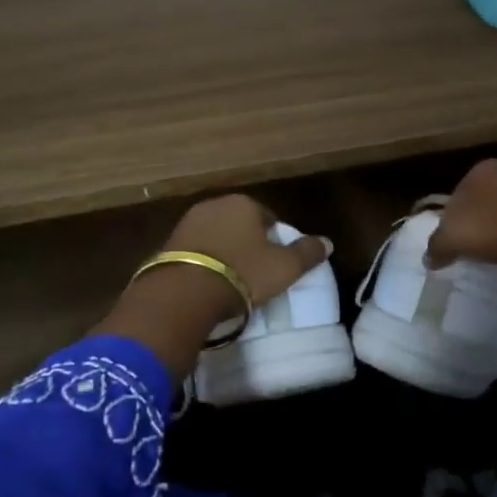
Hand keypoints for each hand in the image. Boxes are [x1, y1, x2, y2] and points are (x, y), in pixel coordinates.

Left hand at [159, 195, 329, 311]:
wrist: (184, 292)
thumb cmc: (243, 274)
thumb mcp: (284, 267)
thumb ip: (307, 253)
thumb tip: (327, 242)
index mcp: (244, 203)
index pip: (268, 217)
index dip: (276, 240)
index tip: (277, 263)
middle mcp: (214, 204)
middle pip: (239, 224)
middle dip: (248, 243)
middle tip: (256, 272)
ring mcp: (187, 223)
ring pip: (216, 236)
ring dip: (224, 252)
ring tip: (233, 280)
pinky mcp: (168, 244)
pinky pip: (196, 251)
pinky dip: (204, 262)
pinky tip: (209, 283)